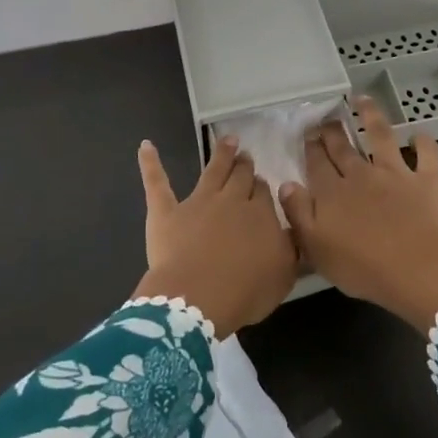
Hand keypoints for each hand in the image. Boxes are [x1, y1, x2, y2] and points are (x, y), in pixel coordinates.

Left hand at [131, 136, 298, 335]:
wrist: (199, 297)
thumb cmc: (246, 291)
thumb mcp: (284, 274)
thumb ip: (289, 248)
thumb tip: (291, 229)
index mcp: (260, 215)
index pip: (263, 193)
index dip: (261, 186)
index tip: (262, 182)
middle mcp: (231, 201)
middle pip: (240, 177)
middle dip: (244, 165)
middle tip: (246, 155)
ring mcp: (197, 202)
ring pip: (212, 171)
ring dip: (221, 154)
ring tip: (227, 140)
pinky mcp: (166, 212)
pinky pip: (157, 183)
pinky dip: (150, 163)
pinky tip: (146, 146)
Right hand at [279, 98, 437, 331]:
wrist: (416, 273)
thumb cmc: (361, 268)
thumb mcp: (315, 248)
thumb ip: (298, 213)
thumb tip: (287, 183)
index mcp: (332, 192)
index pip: (317, 162)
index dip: (311, 146)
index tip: (308, 133)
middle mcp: (361, 174)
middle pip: (343, 146)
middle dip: (333, 130)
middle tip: (327, 119)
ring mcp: (396, 173)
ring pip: (380, 135)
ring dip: (370, 115)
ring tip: (362, 100)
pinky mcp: (427, 179)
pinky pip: (427, 152)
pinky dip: (422, 141)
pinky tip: (417, 135)